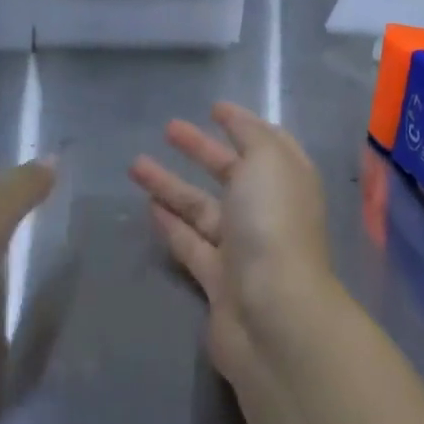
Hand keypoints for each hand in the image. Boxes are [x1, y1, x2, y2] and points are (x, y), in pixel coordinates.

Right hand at [130, 102, 333, 384]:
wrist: (273, 315)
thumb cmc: (272, 224)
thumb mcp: (267, 160)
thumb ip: (250, 135)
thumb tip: (236, 119)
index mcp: (288, 180)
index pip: (267, 143)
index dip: (242, 124)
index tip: (213, 108)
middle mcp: (268, 211)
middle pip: (231, 173)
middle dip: (201, 149)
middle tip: (168, 128)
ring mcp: (243, 248)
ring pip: (202, 209)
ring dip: (172, 185)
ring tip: (135, 164)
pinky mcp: (218, 281)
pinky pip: (191, 244)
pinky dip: (171, 225)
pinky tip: (148, 207)